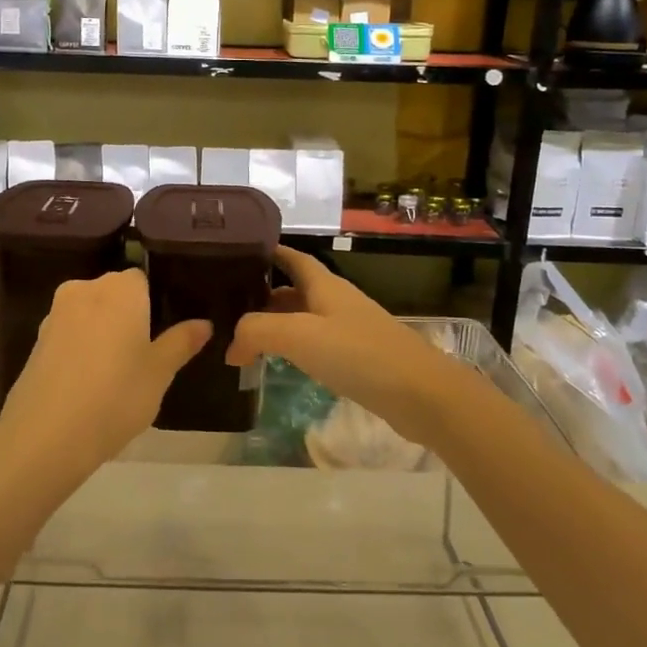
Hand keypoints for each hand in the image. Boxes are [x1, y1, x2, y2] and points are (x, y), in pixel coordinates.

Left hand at [0, 269, 210, 485]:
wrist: (46, 435)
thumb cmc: (116, 396)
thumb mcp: (160, 372)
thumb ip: (181, 342)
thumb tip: (204, 323)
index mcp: (120, 289)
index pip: (142, 279)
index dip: (153, 303)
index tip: (162, 332)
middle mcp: (85, 290)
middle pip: (114, 293)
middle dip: (128, 315)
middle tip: (145, 354)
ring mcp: (55, 314)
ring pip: (90, 314)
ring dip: (102, 332)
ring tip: (117, 372)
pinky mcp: (36, 340)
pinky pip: (69, 334)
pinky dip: (81, 348)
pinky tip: (89, 381)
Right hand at [226, 247, 468, 447]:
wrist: (419, 394)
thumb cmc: (357, 353)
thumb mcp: (298, 335)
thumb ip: (257, 331)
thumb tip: (231, 347)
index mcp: (324, 285)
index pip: (292, 258)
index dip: (268, 252)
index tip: (237, 253)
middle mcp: (336, 301)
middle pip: (295, 290)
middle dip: (263, 295)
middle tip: (227, 308)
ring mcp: (349, 330)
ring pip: (304, 318)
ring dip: (277, 324)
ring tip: (244, 338)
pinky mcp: (358, 358)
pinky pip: (317, 344)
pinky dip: (294, 348)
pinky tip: (280, 363)